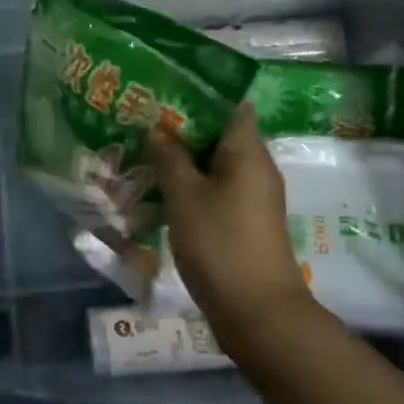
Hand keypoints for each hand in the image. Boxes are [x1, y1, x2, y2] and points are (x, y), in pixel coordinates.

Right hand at [145, 103, 322, 355]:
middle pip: (221, 133)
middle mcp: (257, 167)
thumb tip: (157, 130)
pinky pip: (218, 188)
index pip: (232, 104)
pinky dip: (193, 184)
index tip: (166, 89)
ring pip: (216, 164)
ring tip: (146, 151)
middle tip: (144, 120)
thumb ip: (169, 158)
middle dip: (184, 127)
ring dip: (185, 158)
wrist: (259, 314)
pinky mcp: (246, 221)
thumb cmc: (221, 244)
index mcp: (248, 151)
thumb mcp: (185, 196)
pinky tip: (162, 189)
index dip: (201, 93)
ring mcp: (253, 196)